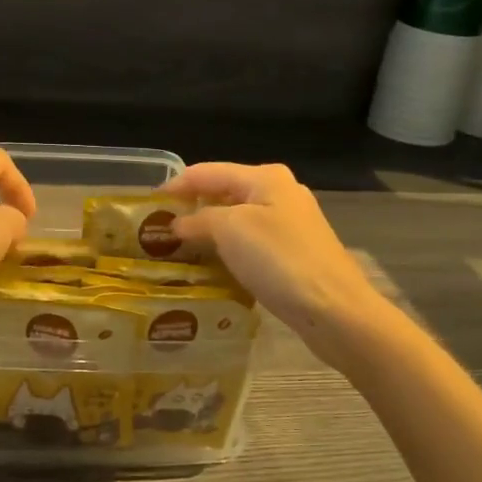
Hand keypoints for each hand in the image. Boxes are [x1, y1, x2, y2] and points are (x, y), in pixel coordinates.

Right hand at [165, 162, 392, 363]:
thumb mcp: (230, 230)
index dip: (175, 185)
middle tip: (157, 230)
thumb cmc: (279, 260)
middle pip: (222, 193)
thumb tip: (176, 224)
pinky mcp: (293, 253)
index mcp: (265, 177)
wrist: (335, 309)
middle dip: (190, 209)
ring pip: (236, 221)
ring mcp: (289, 224)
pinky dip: (227, 251)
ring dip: (207, 232)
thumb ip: (198, 220)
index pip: (207, 172)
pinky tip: (210, 268)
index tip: (146, 205)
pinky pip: (249, 244)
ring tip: (176, 250)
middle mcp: (279, 193)